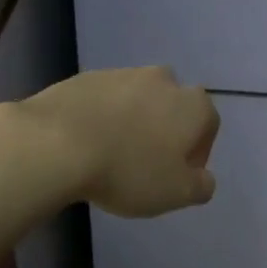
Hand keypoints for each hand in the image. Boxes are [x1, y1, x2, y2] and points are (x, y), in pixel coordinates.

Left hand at [16, 66, 220, 216]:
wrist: (57, 142)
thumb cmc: (128, 170)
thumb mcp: (175, 193)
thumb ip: (201, 186)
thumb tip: (204, 178)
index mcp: (192, 105)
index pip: (208, 125)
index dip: (196, 153)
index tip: (177, 176)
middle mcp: (164, 80)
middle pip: (173, 107)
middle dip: (165, 131)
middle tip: (146, 164)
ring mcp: (124, 74)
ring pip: (138, 100)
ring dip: (133, 122)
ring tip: (112, 155)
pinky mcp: (88, 77)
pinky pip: (105, 99)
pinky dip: (103, 116)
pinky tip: (87, 143)